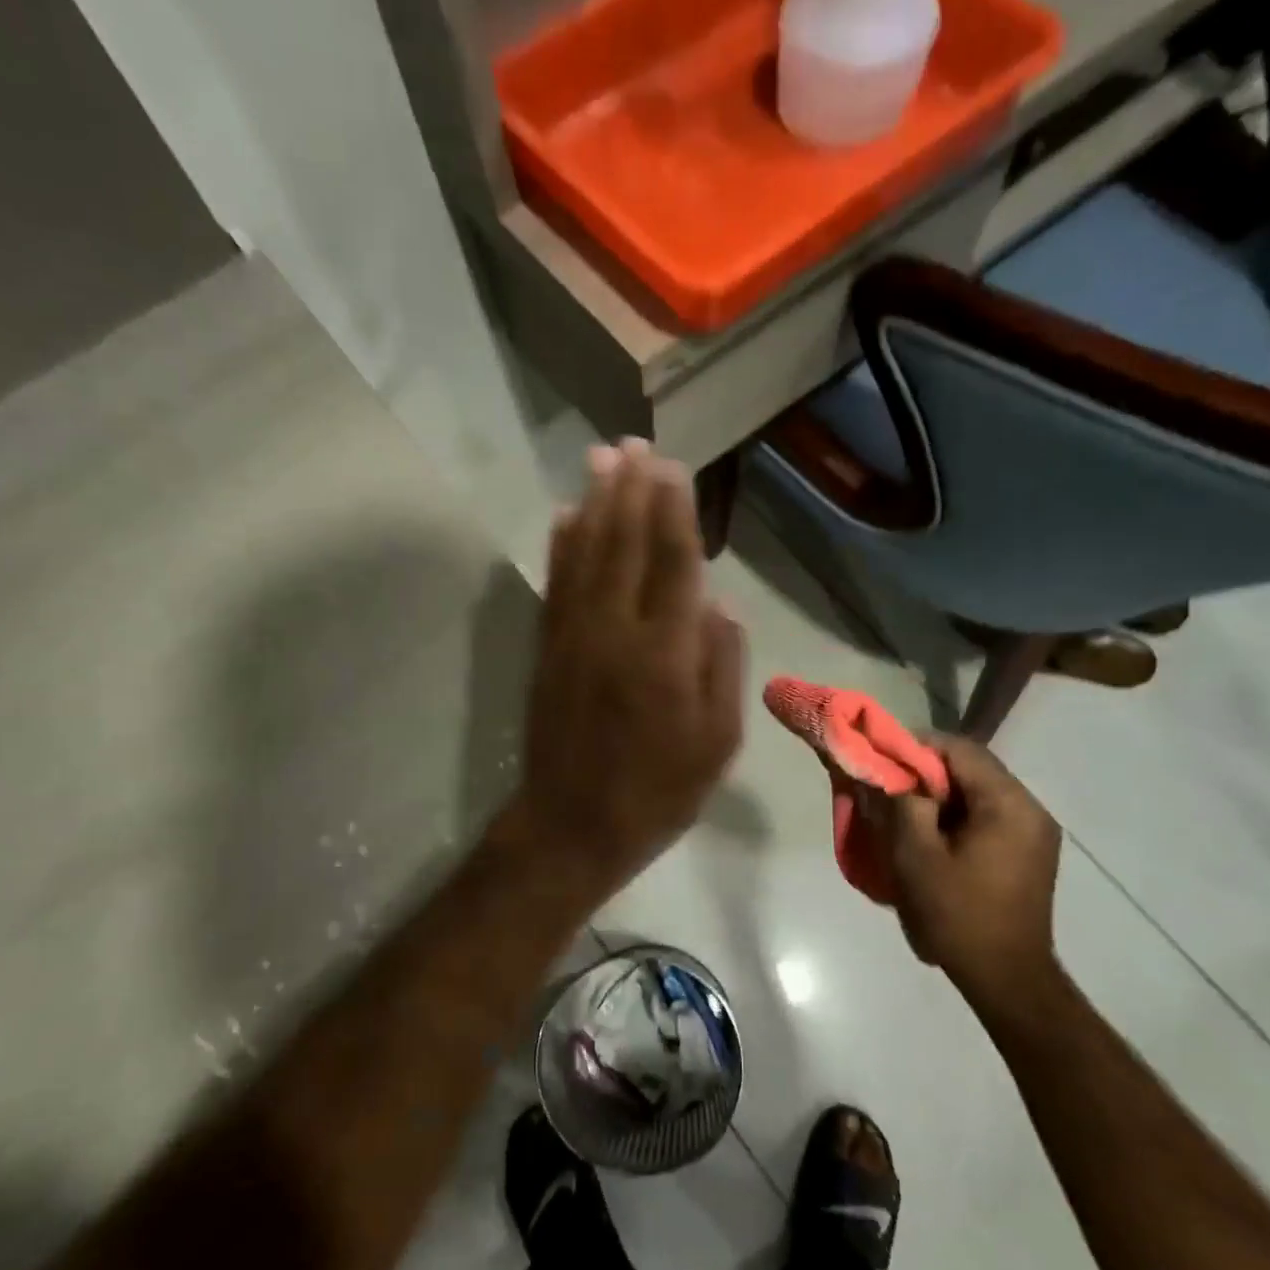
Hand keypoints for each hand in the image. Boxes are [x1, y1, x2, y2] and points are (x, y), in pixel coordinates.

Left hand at [516, 439, 744, 889]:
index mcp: (665, 654)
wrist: (572, 825)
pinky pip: (555, 584)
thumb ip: (722, 666)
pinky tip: (563, 516)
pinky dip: (560, 545)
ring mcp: (573, 637)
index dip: (672, 511)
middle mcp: (615, 631)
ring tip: (601, 459)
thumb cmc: (657, 791)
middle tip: (634, 444)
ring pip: (584, 554)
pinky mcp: (547, 649)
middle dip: (631, 491)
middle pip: (624, 545)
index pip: (672, 563)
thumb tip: (718, 603)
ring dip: (594, 503)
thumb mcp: (717, 743)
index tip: (672, 469)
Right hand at [872, 733, 1062, 1010]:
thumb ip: (902, 803)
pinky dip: (957, 814)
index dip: (916, 746)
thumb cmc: (957, 914)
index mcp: (1008, 805)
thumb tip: (891, 773)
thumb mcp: (916, 854)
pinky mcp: (1029, 852)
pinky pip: (988, 814)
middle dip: (927, 771)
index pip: (960, 750)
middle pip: (972, 768)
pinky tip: (932, 834)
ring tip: (905, 811)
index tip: (882, 758)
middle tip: (888, 786)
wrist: (1006, 978)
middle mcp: (1030, 809)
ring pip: (979, 791)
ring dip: (941, 794)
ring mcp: (1034, 832)